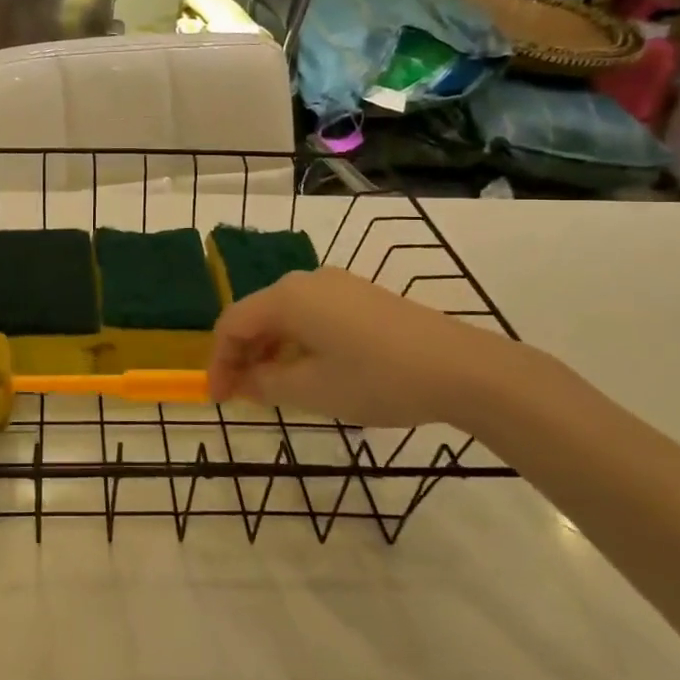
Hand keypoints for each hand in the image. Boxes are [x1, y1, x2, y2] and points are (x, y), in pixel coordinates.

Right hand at [206, 267, 537, 428]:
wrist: (461, 368)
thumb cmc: (377, 379)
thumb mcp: (312, 390)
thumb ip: (265, 384)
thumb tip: (241, 381)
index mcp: (286, 298)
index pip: (232, 323)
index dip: (218, 361)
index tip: (218, 398)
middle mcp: (306, 280)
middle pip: (257, 316)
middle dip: (243, 356)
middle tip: (244, 396)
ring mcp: (337, 284)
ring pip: (286, 316)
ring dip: (271, 350)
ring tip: (277, 389)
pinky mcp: (362, 295)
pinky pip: (313, 315)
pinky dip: (299, 342)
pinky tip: (313, 370)